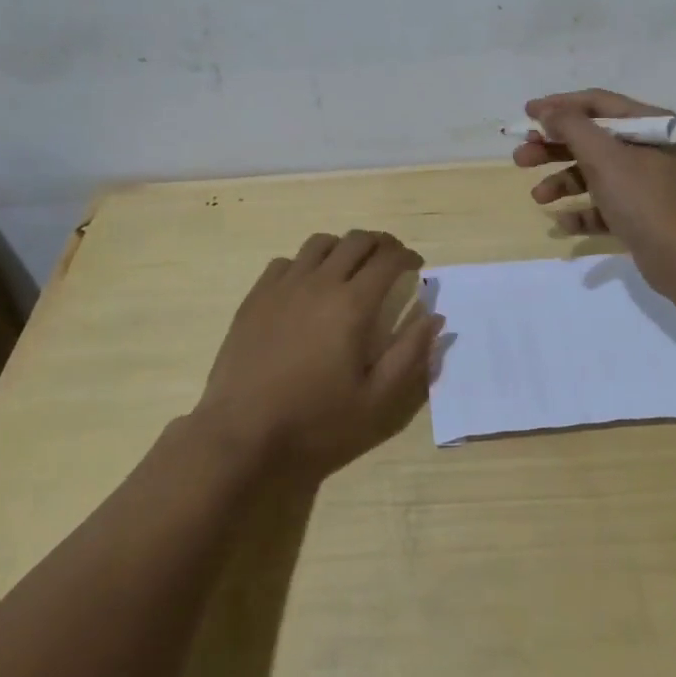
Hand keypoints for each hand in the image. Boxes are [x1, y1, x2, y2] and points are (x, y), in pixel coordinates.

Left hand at [193, 231, 441, 479]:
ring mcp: (283, 286)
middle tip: (391, 262)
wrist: (241, 435)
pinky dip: (306, 264)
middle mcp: (320, 283)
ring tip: (350, 269)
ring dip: (343, 248)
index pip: (389, 259)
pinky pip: (286, 262)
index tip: (416, 268)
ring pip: (320, 243)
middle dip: (381, 244)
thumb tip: (435, 317)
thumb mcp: (377, 400)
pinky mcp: (256, 297)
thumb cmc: (316, 422)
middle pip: (357, 240)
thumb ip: (410, 354)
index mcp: (353, 305)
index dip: (408, 257)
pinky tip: (307, 287)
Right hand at [513, 88, 675, 291]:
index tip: (526, 113)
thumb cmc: (643, 199)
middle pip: (591, 139)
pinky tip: (563, 222)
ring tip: (538, 197)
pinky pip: (603, 204)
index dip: (559, 106)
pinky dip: (582, 210)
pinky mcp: (639, 213)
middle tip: (521, 157)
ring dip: (562, 181)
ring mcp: (645, 182)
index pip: (597, 103)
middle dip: (553, 148)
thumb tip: (548, 111)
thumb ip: (571, 127)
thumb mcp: (604, 157)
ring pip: (593, 173)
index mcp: (649, 124)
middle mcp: (649, 147)